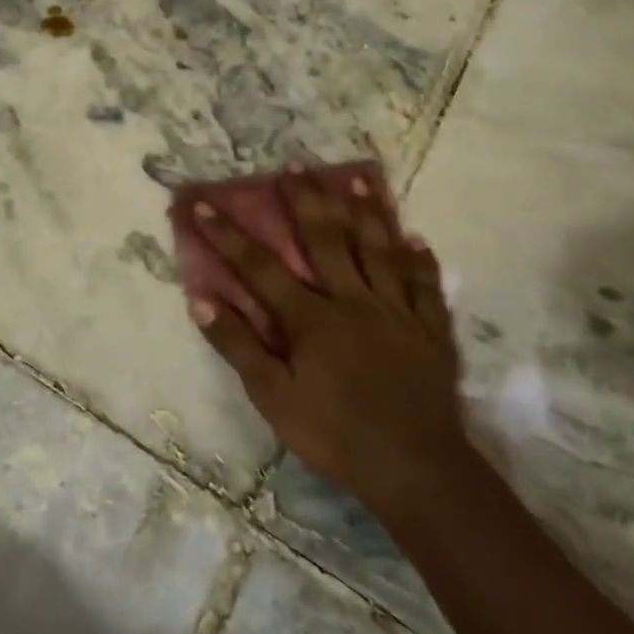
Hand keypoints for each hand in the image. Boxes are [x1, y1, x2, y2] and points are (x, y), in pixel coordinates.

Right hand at [187, 168, 466, 517]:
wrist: (415, 468)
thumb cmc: (335, 435)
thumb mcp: (274, 398)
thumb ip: (240, 347)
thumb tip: (203, 300)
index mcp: (311, 318)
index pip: (260, 267)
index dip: (229, 235)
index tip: (204, 204)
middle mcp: (353, 300)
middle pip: (326, 239)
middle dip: (305, 201)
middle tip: (294, 165)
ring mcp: (396, 311)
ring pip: (378, 250)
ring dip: (365, 212)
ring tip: (356, 179)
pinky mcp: (429, 329)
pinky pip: (425, 286)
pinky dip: (420, 261)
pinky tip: (417, 240)